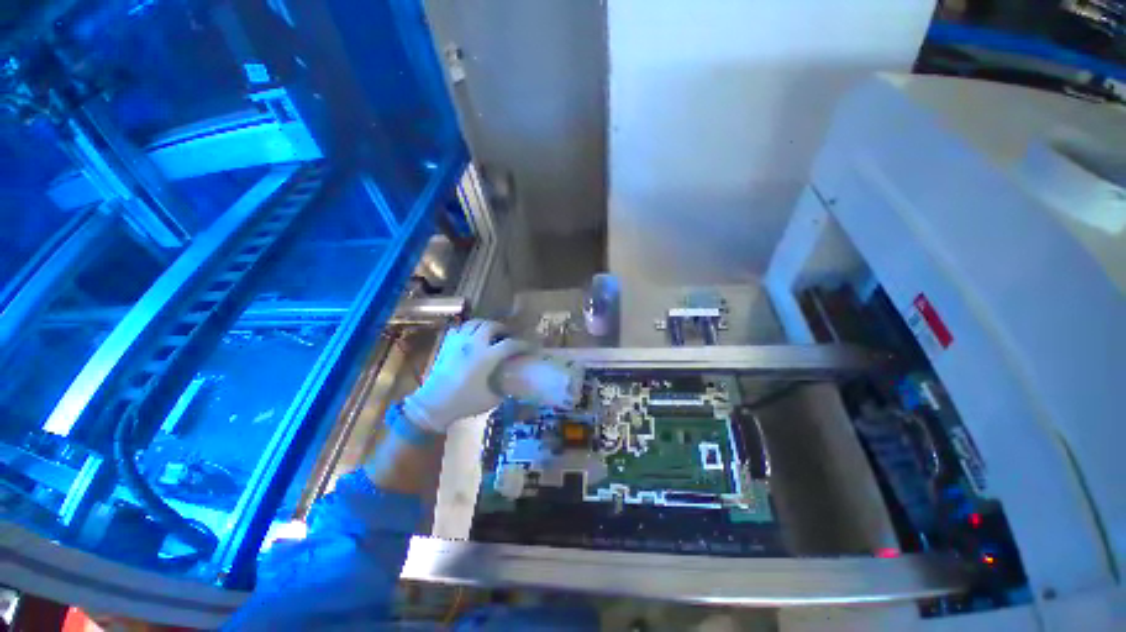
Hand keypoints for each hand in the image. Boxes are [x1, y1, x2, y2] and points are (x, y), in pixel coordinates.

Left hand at [402, 320, 527, 433]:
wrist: (433, 405)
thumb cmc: (464, 403)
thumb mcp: (491, 399)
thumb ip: (505, 389)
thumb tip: (512, 384)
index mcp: (487, 357)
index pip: (510, 344)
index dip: (522, 344)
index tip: (529, 347)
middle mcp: (474, 344)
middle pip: (491, 325)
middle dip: (502, 328)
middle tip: (507, 334)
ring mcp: (458, 342)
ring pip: (474, 322)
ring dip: (485, 325)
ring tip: (489, 332)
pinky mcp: (447, 345)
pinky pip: (459, 329)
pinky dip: (467, 329)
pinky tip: (470, 337)